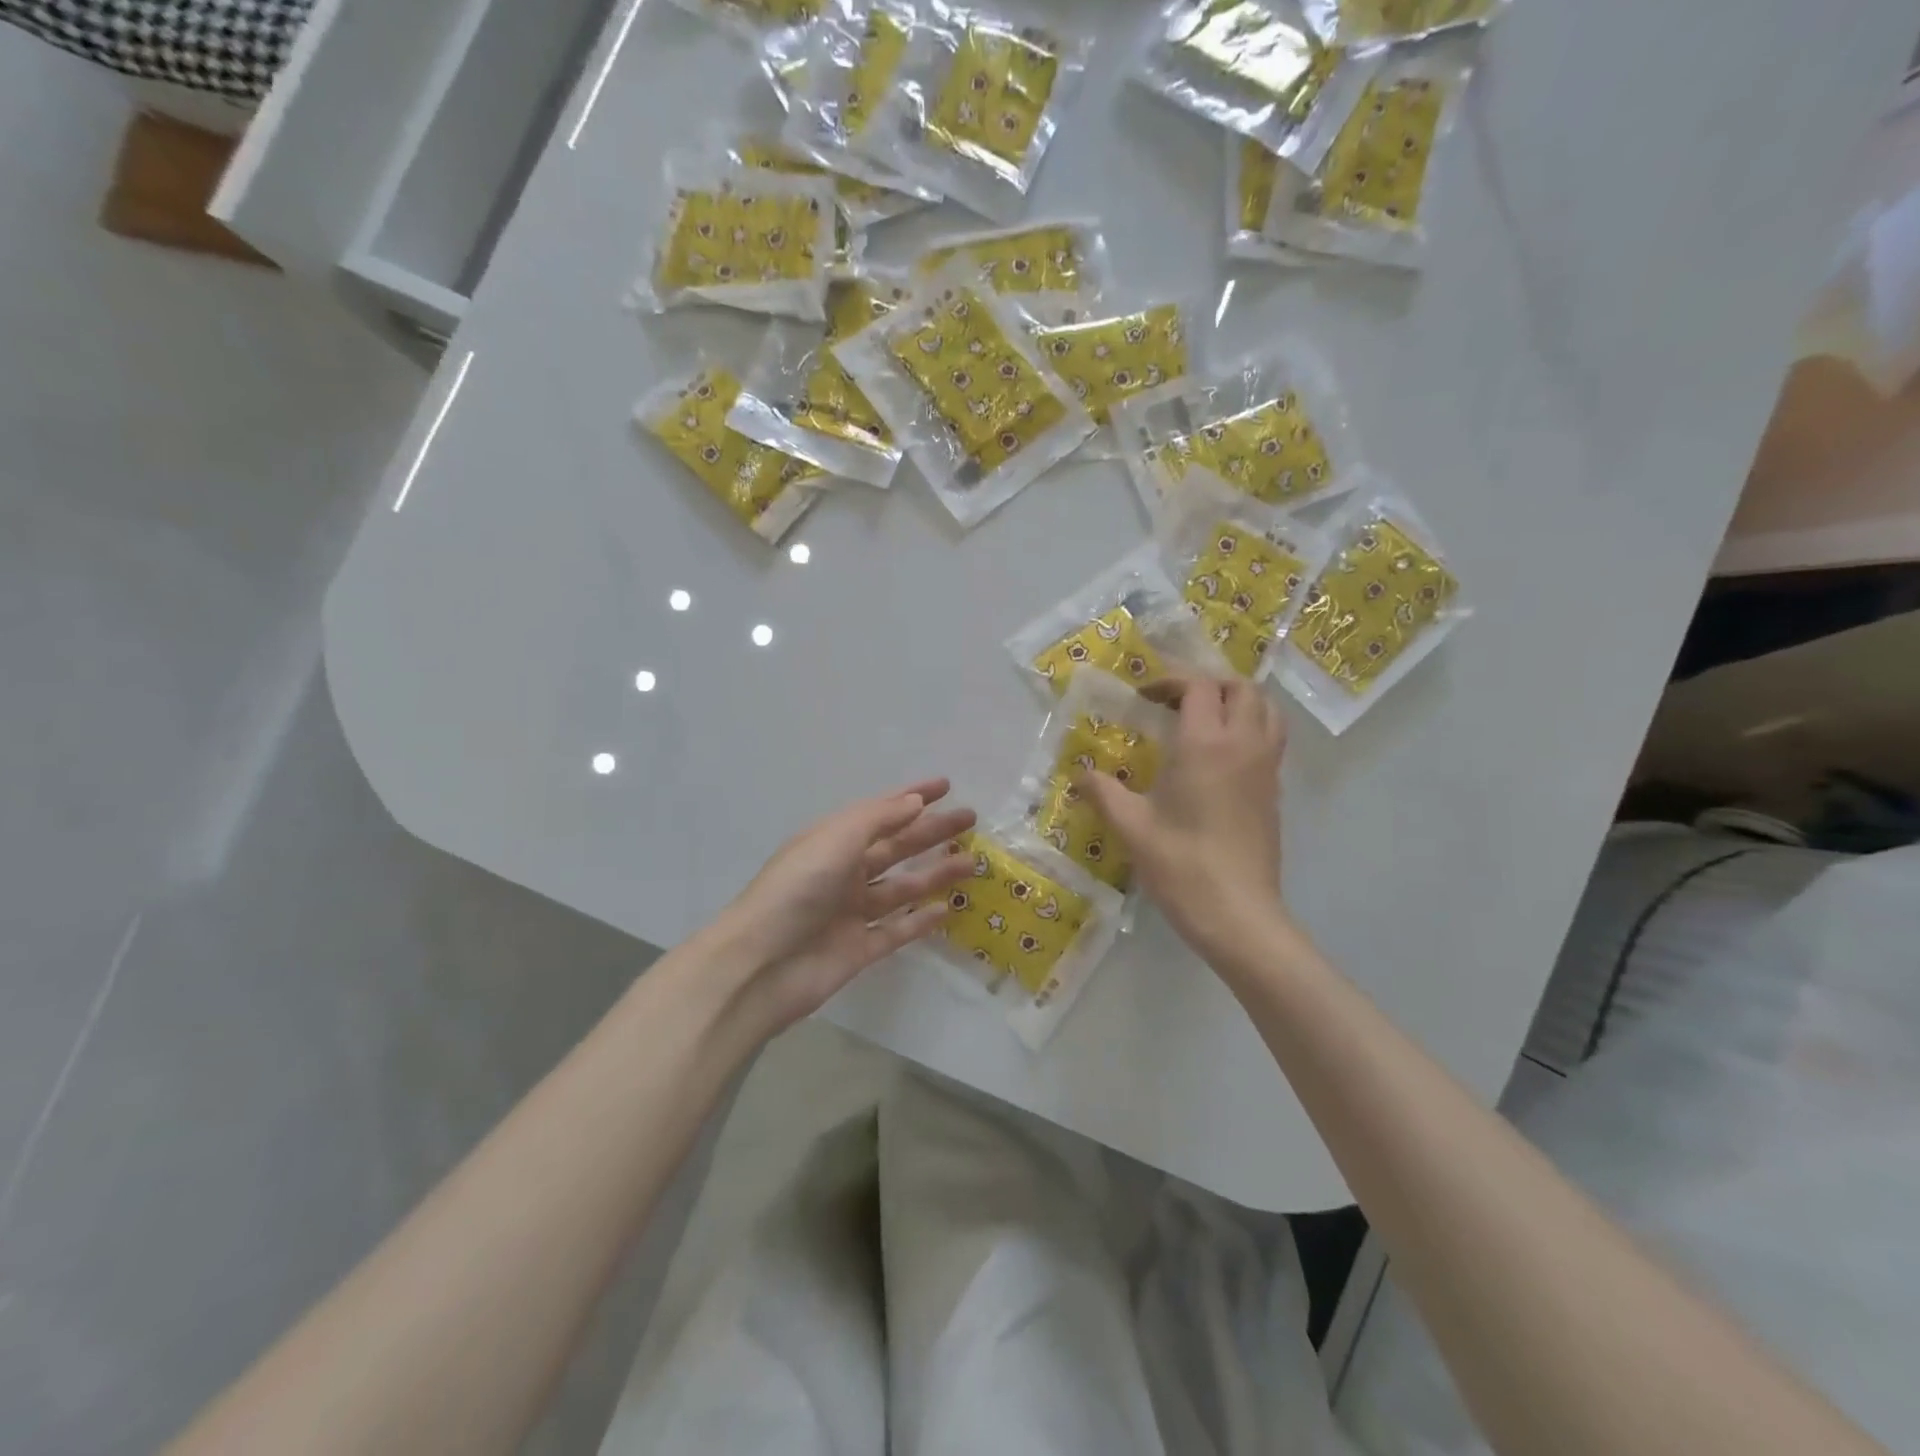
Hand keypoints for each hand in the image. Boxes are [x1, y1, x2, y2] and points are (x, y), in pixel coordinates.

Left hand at [712, 779, 975, 1030]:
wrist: (761, 965)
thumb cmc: (797, 889)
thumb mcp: (836, 839)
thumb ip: (878, 819)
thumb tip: (913, 801)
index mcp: (833, 841)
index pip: (880, 812)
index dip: (912, 797)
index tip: (946, 786)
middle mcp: (844, 872)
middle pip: (896, 847)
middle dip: (932, 832)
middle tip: (971, 821)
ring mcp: (852, 913)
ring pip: (902, 888)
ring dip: (935, 873)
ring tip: (971, 863)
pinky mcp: (860, 949)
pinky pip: (897, 930)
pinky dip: (920, 920)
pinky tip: (947, 910)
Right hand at [1081, 677, 1288, 967]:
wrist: (1237, 914)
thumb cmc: (1181, 865)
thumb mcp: (1131, 827)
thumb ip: (1103, 792)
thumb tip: (1079, 774)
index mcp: (1205, 744)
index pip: (1198, 686)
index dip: (1170, 681)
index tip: (1143, 697)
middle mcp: (1242, 744)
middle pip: (1241, 688)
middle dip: (1208, 683)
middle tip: (1175, 702)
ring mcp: (1265, 768)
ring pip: (1266, 710)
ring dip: (1238, 701)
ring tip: (1205, 719)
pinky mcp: (1275, 791)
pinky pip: (1271, 739)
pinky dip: (1251, 728)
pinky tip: (1220, 756)